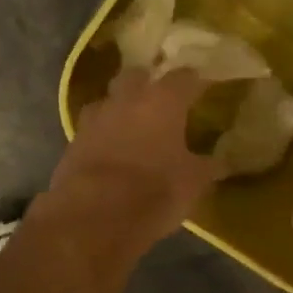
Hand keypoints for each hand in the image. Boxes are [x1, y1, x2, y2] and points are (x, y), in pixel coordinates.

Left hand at [45, 68, 219, 254]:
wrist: (94, 215)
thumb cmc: (155, 191)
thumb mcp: (193, 183)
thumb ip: (206, 166)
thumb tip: (219, 161)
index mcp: (162, 101)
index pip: (183, 77)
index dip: (194, 81)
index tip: (201, 86)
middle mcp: (127, 99)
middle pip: (136, 76)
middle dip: (148, 82)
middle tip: (160, 99)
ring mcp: (95, 118)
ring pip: (108, 100)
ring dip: (119, 108)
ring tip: (131, 125)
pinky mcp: (73, 141)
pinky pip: (92, 129)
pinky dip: (102, 135)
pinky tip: (110, 150)